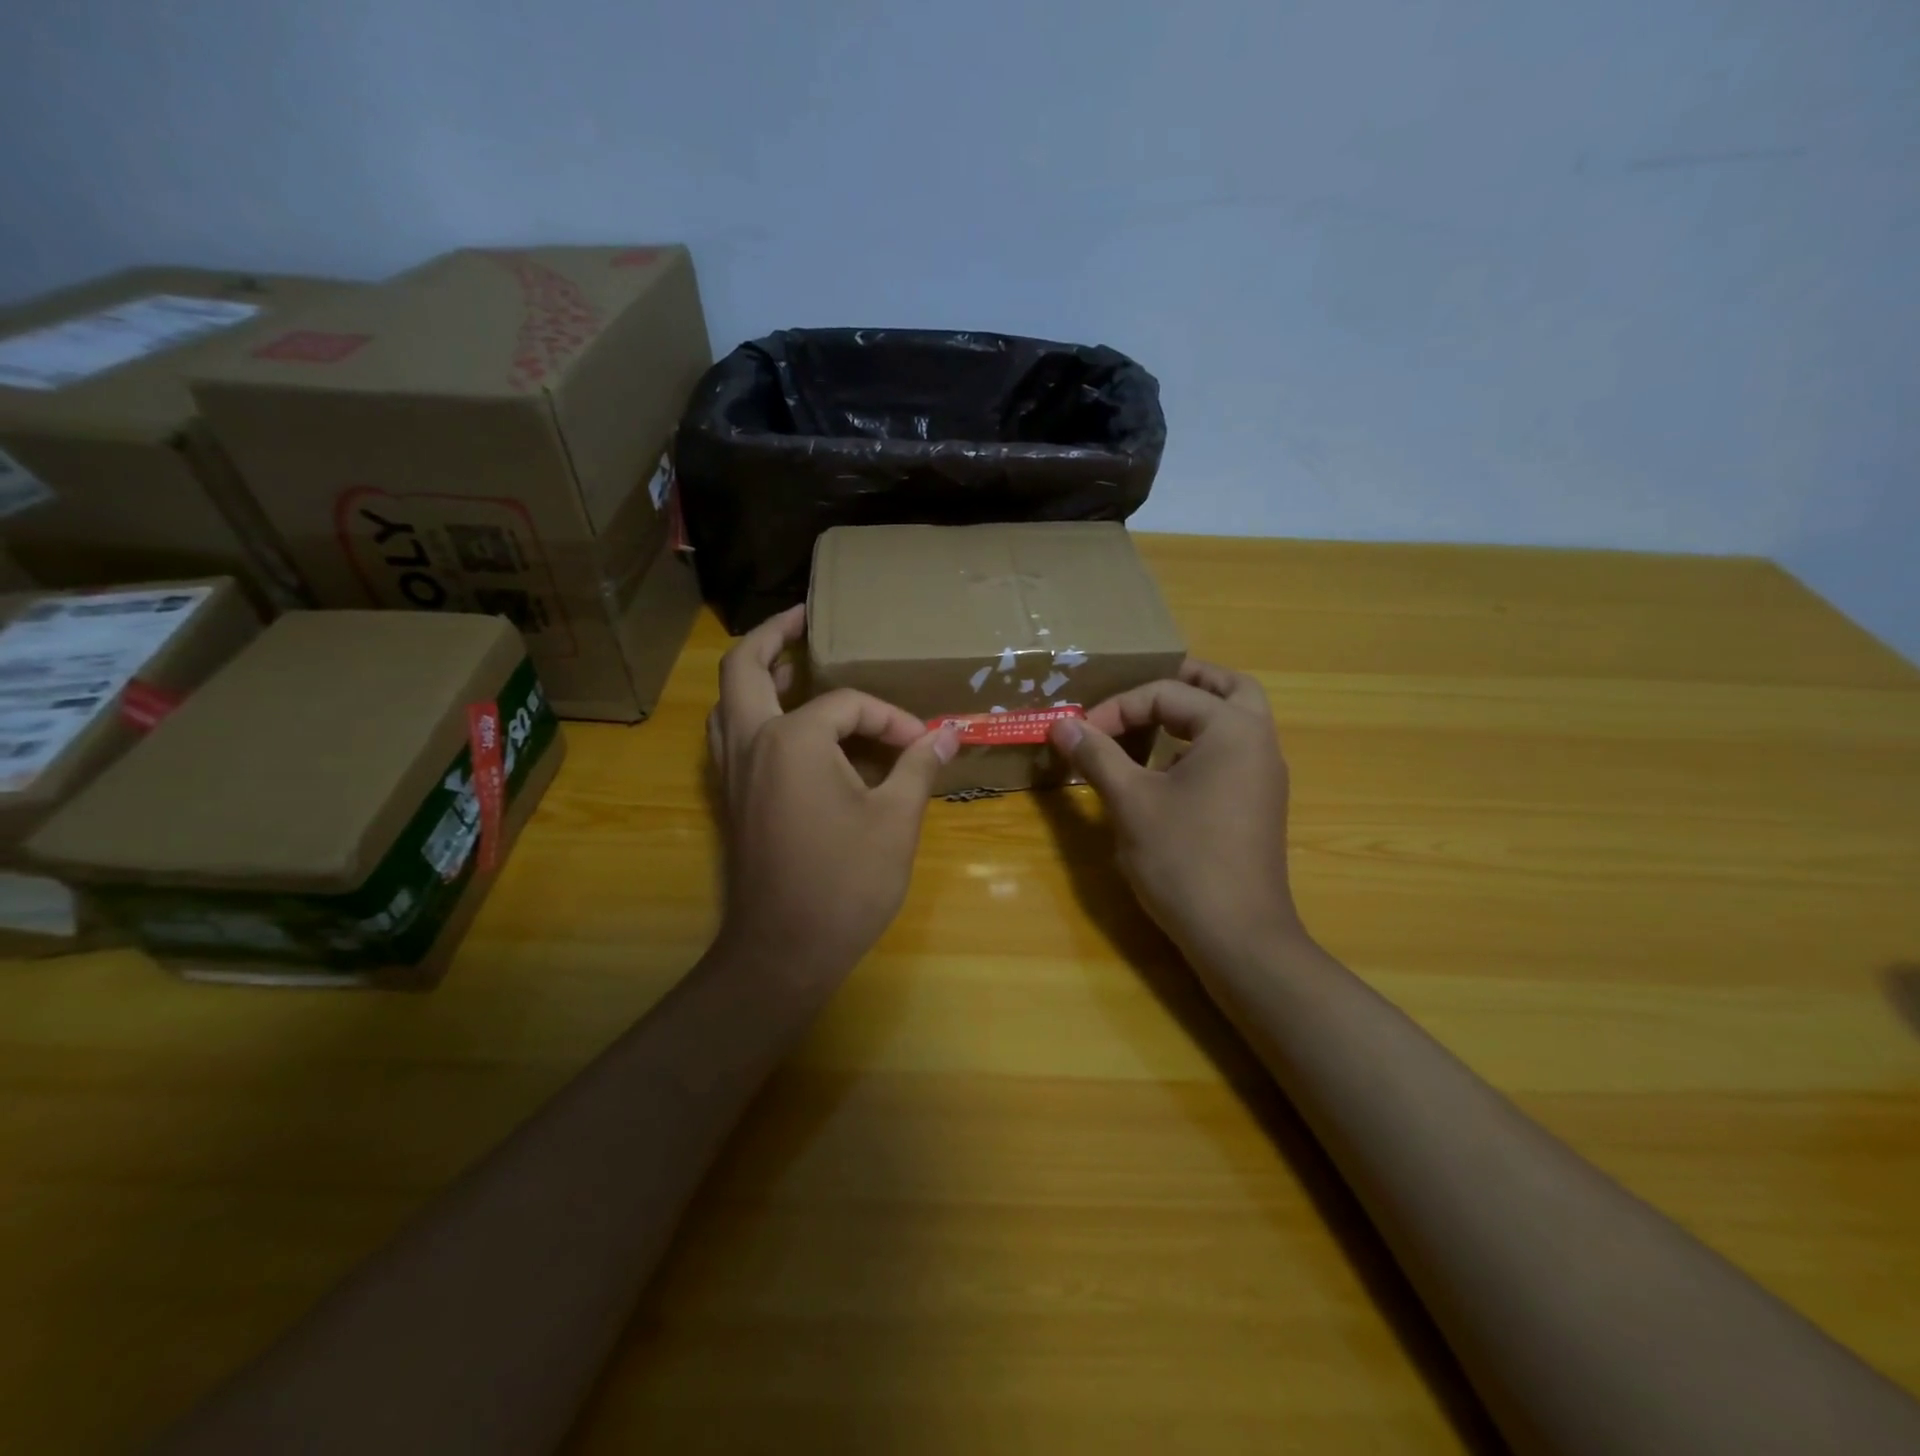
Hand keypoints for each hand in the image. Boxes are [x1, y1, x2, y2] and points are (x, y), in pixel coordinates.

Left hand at [707, 606, 958, 990]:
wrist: (782, 952)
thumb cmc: (844, 883)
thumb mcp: (895, 820)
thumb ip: (919, 766)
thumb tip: (950, 731)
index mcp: (791, 739)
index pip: (847, 705)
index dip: (890, 719)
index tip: (923, 743)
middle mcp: (750, 741)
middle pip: (744, 668)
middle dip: (772, 635)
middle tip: (803, 618)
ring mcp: (731, 770)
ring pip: (727, 701)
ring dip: (755, 674)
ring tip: (791, 664)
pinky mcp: (729, 797)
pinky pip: (730, 734)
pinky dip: (750, 712)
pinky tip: (784, 725)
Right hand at [1048, 659, 1303, 963]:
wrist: (1238, 936)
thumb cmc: (1183, 859)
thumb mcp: (1130, 802)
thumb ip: (1097, 755)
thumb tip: (1061, 724)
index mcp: (1232, 730)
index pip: (1168, 693)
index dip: (1117, 708)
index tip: (1080, 735)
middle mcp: (1259, 743)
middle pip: (1229, 688)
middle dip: (1183, 682)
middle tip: (1141, 691)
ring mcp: (1264, 776)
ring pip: (1236, 721)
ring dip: (1195, 713)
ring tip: (1149, 723)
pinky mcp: (1258, 805)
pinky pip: (1233, 753)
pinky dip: (1202, 744)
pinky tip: (1165, 770)